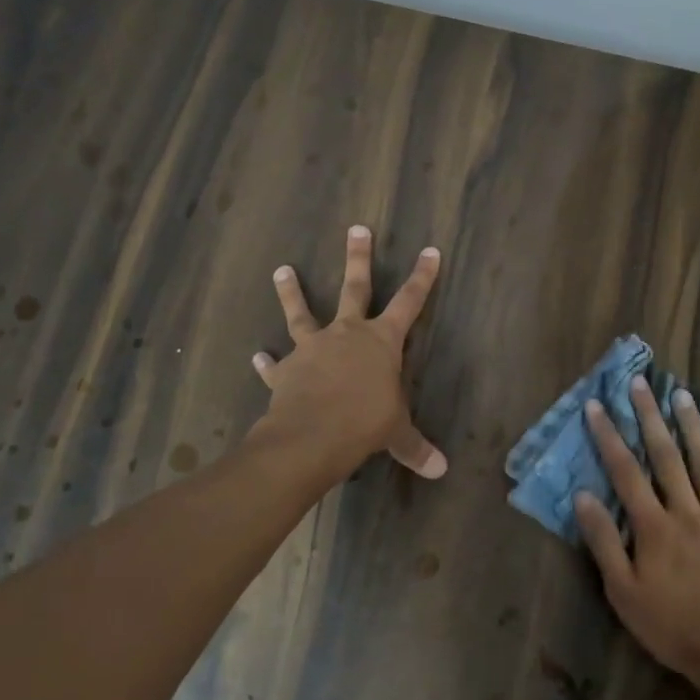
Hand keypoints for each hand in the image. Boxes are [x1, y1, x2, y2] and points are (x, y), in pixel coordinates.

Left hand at [250, 225, 446, 482]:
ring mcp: (313, 348)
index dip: (422, 277)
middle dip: (358, 258)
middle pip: (355, 288)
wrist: (312, 435)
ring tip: (281, 269)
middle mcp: (347, 334)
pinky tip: (258, 357)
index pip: (410, 303)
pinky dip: (268, 363)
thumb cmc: (365, 424)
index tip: (429, 251)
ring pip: (302, 313)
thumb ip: (415, 447)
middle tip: (356, 229)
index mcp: (381, 342)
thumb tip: (441, 470)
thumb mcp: (397, 434)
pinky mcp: (287, 370)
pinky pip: (276, 365)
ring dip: (292, 292)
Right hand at [575, 377, 699, 696]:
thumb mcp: (623, 594)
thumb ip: (604, 542)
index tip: (597, 405)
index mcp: (654, 528)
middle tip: (640, 383)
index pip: (625, 472)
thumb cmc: (673, 629)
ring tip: (682, 396)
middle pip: (665, 457)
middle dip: (649, 418)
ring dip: (693, 429)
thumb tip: (583, 495)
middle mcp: (688, 513)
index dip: (609, 437)